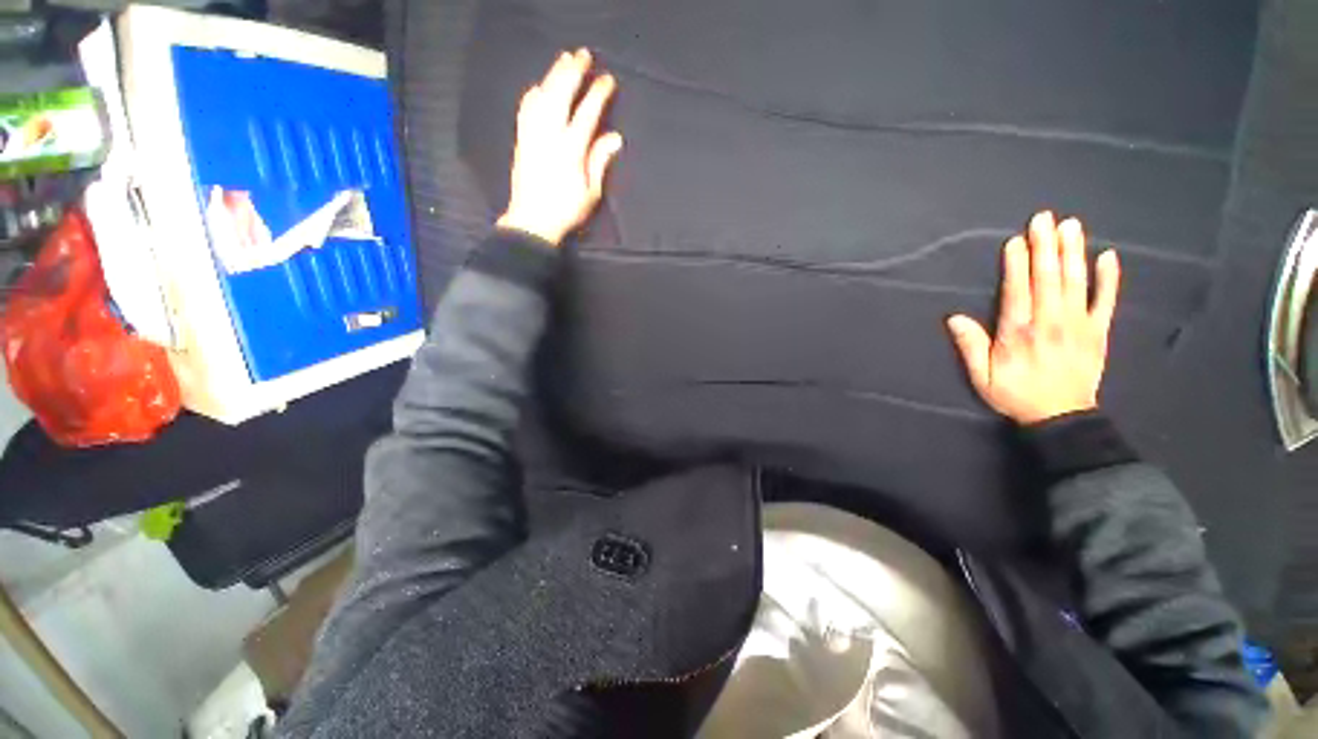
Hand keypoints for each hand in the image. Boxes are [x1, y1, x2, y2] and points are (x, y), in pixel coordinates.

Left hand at [497, 48, 623, 245]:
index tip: (607, 80)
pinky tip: (538, 86)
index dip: (598, 94)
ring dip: (553, 74)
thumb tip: (615, 137)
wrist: (532, 221)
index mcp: (571, 150)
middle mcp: (550, 135)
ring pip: (542, 96)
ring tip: (563, 59)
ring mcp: (532, 135)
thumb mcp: (591, 192)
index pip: (587, 113)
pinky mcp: (521, 140)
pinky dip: (534, 93)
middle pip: (561, 94)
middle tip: (583, 55)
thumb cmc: (566, 211)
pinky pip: (526, 108)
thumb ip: (600, 161)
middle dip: (573, 72)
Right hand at [946, 212, 1120, 424]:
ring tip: (1071, 226)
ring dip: (1072, 252)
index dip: (1017, 265)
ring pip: (1075, 282)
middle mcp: (1050, 322)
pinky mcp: (1098, 331)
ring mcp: (1078, 325)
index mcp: (1018, 333)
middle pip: (1048, 279)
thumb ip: (970, 347)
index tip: (1017, 240)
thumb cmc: (1016, 395)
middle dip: (1045, 247)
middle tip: (1045, 218)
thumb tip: (954, 318)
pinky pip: (1106, 301)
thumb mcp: (982, 377)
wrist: (1062, 418)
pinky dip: (1108, 278)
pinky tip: (1108, 256)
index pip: (1018, 291)